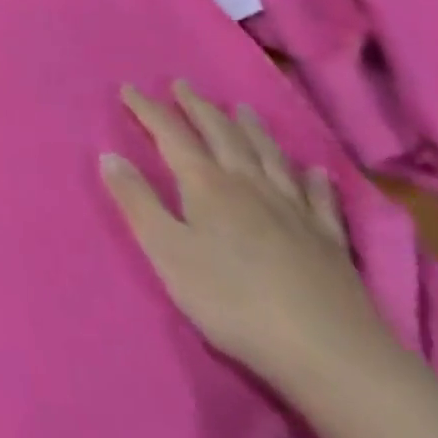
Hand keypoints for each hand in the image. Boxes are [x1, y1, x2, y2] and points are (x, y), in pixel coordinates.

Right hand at [100, 82, 398, 395]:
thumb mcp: (167, 252)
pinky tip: (315, 170)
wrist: (329, 353)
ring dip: (252, 129)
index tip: (128, 88)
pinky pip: (320, 198)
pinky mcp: (329, 240)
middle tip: (183, 85)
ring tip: (242, 108)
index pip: (171, 134)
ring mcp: (294, 210)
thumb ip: (137, 201)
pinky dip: (313, 179)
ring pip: (269, 155)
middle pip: (221, 134)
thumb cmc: (232, 301)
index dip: (148, 109)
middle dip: (198, 107)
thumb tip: (108, 154)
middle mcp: (249, 184)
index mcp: (206, 185)